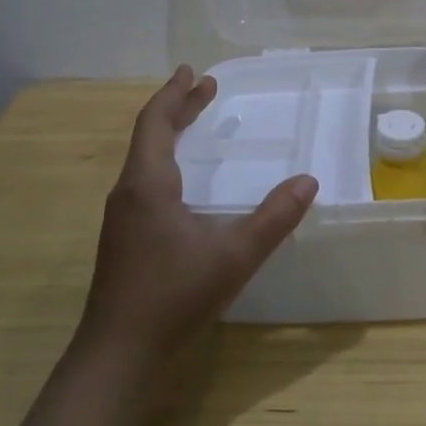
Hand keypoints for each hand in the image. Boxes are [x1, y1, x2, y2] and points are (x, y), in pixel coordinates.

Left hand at [78, 68, 316, 364]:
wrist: (118, 354)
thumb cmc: (174, 296)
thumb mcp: (234, 256)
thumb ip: (274, 218)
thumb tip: (308, 182)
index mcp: (148, 184)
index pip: (155, 122)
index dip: (174, 94)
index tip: (193, 71)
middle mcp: (128, 192)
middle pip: (149, 135)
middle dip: (177, 108)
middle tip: (205, 88)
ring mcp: (121, 216)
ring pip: (144, 158)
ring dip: (169, 133)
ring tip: (194, 122)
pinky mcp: (123, 237)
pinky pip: (144, 179)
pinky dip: (165, 159)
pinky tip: (181, 178)